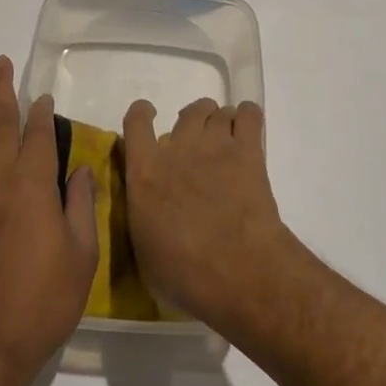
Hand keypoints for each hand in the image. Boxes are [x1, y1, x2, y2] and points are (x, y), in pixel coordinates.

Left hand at [0, 57, 98, 385]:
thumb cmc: (41, 302)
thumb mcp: (81, 257)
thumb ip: (81, 206)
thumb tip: (80, 168)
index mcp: (35, 186)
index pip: (38, 135)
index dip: (41, 113)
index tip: (44, 95)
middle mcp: (0, 179)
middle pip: (0, 123)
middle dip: (2, 90)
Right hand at [122, 98, 298, 332]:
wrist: (237, 271)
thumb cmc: (183, 273)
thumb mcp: (143, 248)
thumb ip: (143, 215)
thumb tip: (148, 209)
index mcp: (145, 171)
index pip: (136, 122)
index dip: (142, 114)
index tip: (149, 117)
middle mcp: (178, 148)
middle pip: (188, 112)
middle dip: (194, 121)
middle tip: (199, 143)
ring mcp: (215, 145)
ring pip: (218, 111)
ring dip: (221, 122)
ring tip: (226, 142)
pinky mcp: (248, 151)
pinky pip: (248, 114)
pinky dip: (247, 117)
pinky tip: (249, 130)